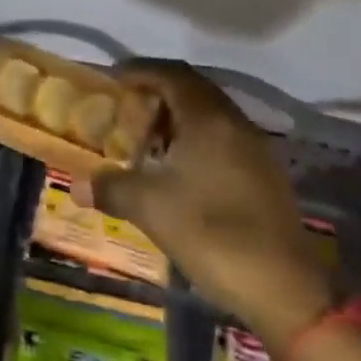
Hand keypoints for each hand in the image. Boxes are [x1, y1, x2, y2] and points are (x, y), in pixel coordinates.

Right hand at [81, 60, 330, 348]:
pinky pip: (223, 140)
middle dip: (157, 93)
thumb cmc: (210, 233)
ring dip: (176, 119)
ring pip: (210, 117)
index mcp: (208, 119)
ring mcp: (255, 151)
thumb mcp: (149, 207)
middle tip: (125, 109)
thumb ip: (110, 187)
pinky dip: (195, 141)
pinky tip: (177, 171)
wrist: (283, 289)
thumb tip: (77, 185)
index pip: (171, 74)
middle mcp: (235, 124)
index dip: (140, 71)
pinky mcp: (264, 177)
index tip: (112, 80)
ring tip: (145, 140)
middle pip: (193, 91)